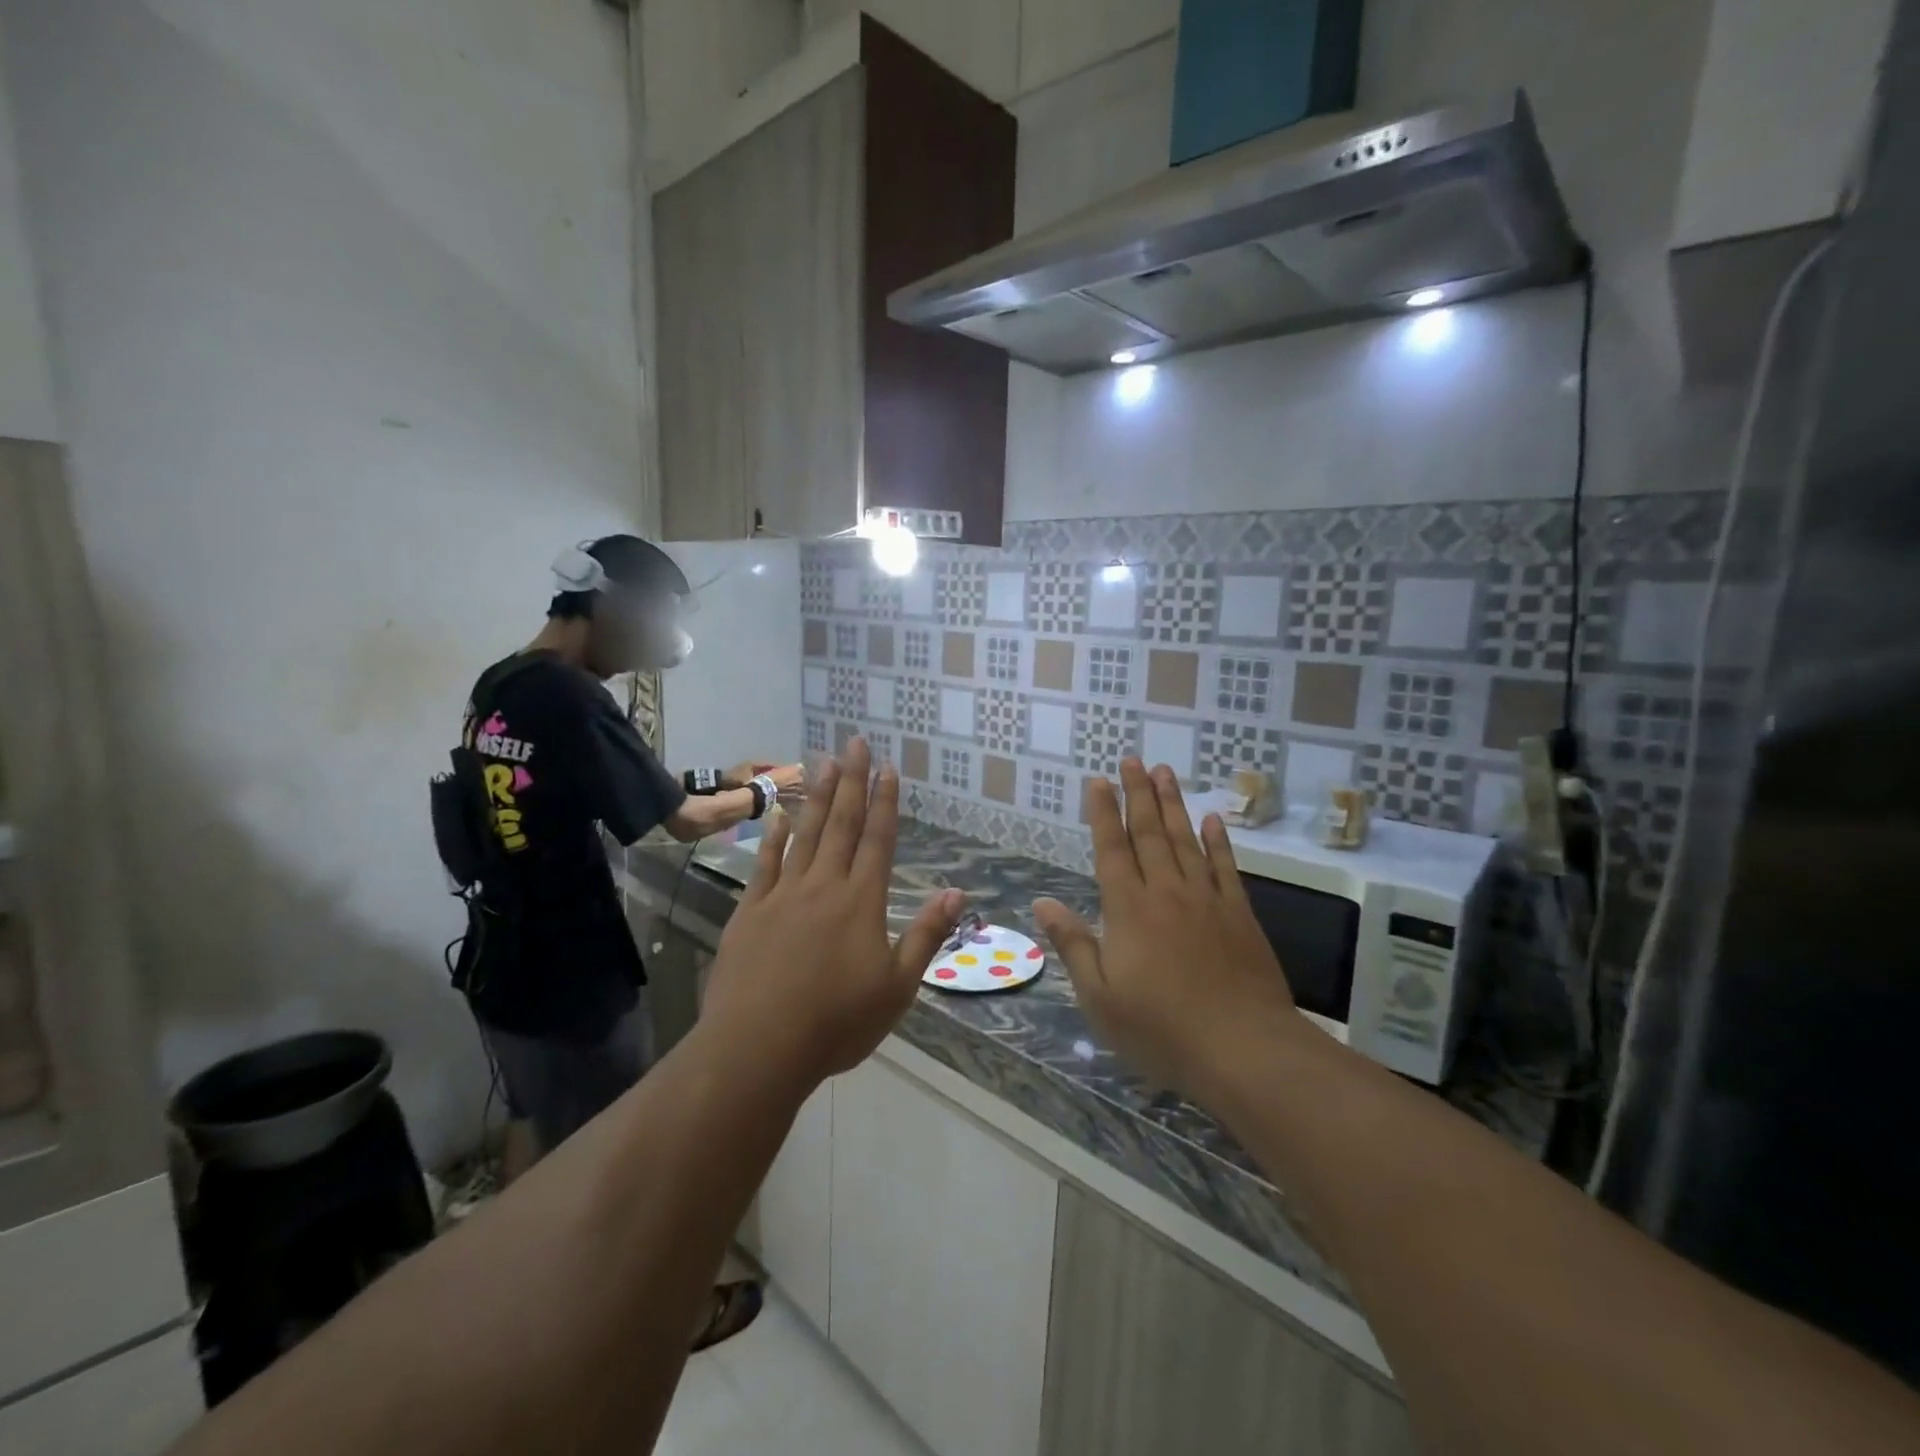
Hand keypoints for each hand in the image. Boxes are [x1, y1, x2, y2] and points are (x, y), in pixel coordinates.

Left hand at [703, 738, 964, 1086]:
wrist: (759, 1047)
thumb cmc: (837, 1023)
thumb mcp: (898, 987)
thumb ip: (926, 935)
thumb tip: (957, 892)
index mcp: (862, 902)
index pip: (878, 840)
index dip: (885, 802)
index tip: (888, 768)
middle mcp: (824, 886)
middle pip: (842, 824)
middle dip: (852, 781)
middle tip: (856, 742)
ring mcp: (783, 895)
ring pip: (805, 834)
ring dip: (817, 795)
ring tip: (824, 761)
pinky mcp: (750, 911)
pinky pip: (765, 864)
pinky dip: (774, 837)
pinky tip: (778, 815)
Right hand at [1033, 761, 1299, 1099]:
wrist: (1243, 1049)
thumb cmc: (1160, 1028)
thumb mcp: (1100, 996)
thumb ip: (1073, 943)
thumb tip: (1042, 902)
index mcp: (1128, 909)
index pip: (1112, 848)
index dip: (1104, 813)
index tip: (1099, 780)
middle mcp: (1166, 892)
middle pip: (1150, 833)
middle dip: (1138, 793)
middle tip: (1133, 759)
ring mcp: (1206, 899)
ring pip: (1186, 840)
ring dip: (1173, 803)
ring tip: (1165, 771)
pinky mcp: (1239, 914)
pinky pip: (1225, 867)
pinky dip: (1217, 840)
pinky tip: (1212, 818)